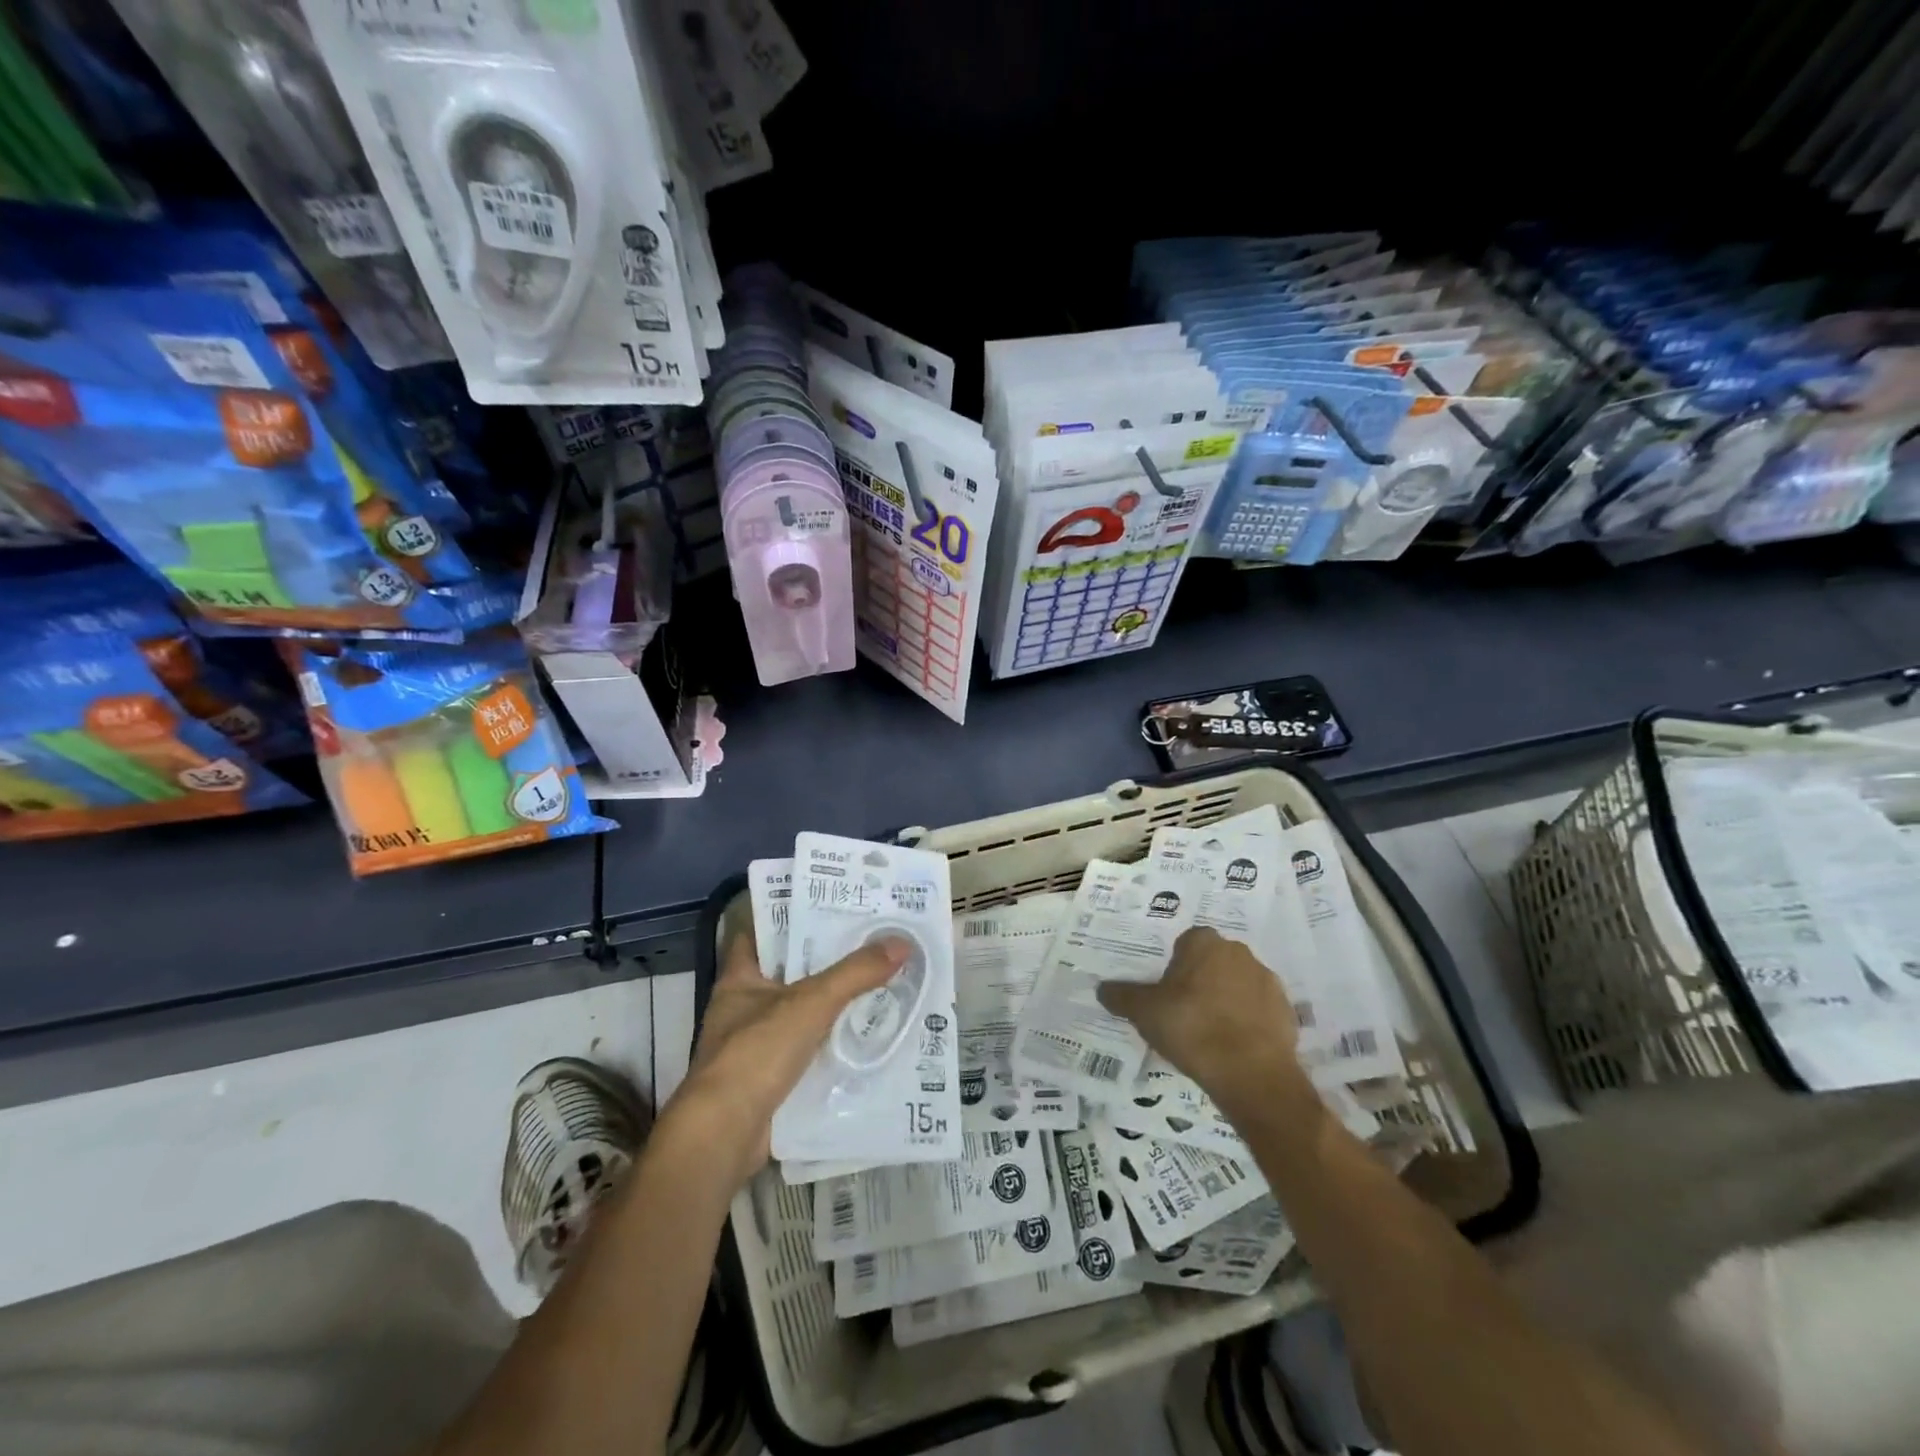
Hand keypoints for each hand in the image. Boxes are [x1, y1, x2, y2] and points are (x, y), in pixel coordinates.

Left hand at [666, 927, 910, 1186]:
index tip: (829, 905)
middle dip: (823, 961)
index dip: (790, 917)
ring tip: (875, 983)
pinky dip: (830, 1045)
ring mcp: (753, 1047)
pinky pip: (805, 1052)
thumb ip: (855, 973)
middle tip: (868, 941)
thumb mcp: (811, 1002)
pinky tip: (863, 1036)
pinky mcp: (768, 1081)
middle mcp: (742, 1008)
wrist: (724, 1135)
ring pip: (799, 1014)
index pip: (761, 934)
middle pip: (786, 973)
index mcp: (739, 979)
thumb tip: (902, 941)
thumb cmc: (757, 1053)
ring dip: (830, 1005)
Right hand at [1096, 925, 1310, 1121]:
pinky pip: (1259, 1010)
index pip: (1185, 943)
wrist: (1252, 1074)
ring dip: (1226, 1000)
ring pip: (1237, 985)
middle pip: (1212, 962)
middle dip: (1200, 981)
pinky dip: (1247, 1023)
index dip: (1175, 967)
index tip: (1166, 992)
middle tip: (1184, 1012)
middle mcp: (1238, 952)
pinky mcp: (1287, 1012)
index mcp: (1204, 943)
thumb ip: (1122, 997)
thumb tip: (1102, 988)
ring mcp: (1267, 981)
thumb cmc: (1192, 1028)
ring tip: (1209, 1034)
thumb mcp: (1144, 1013)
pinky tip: (1233, 1047)